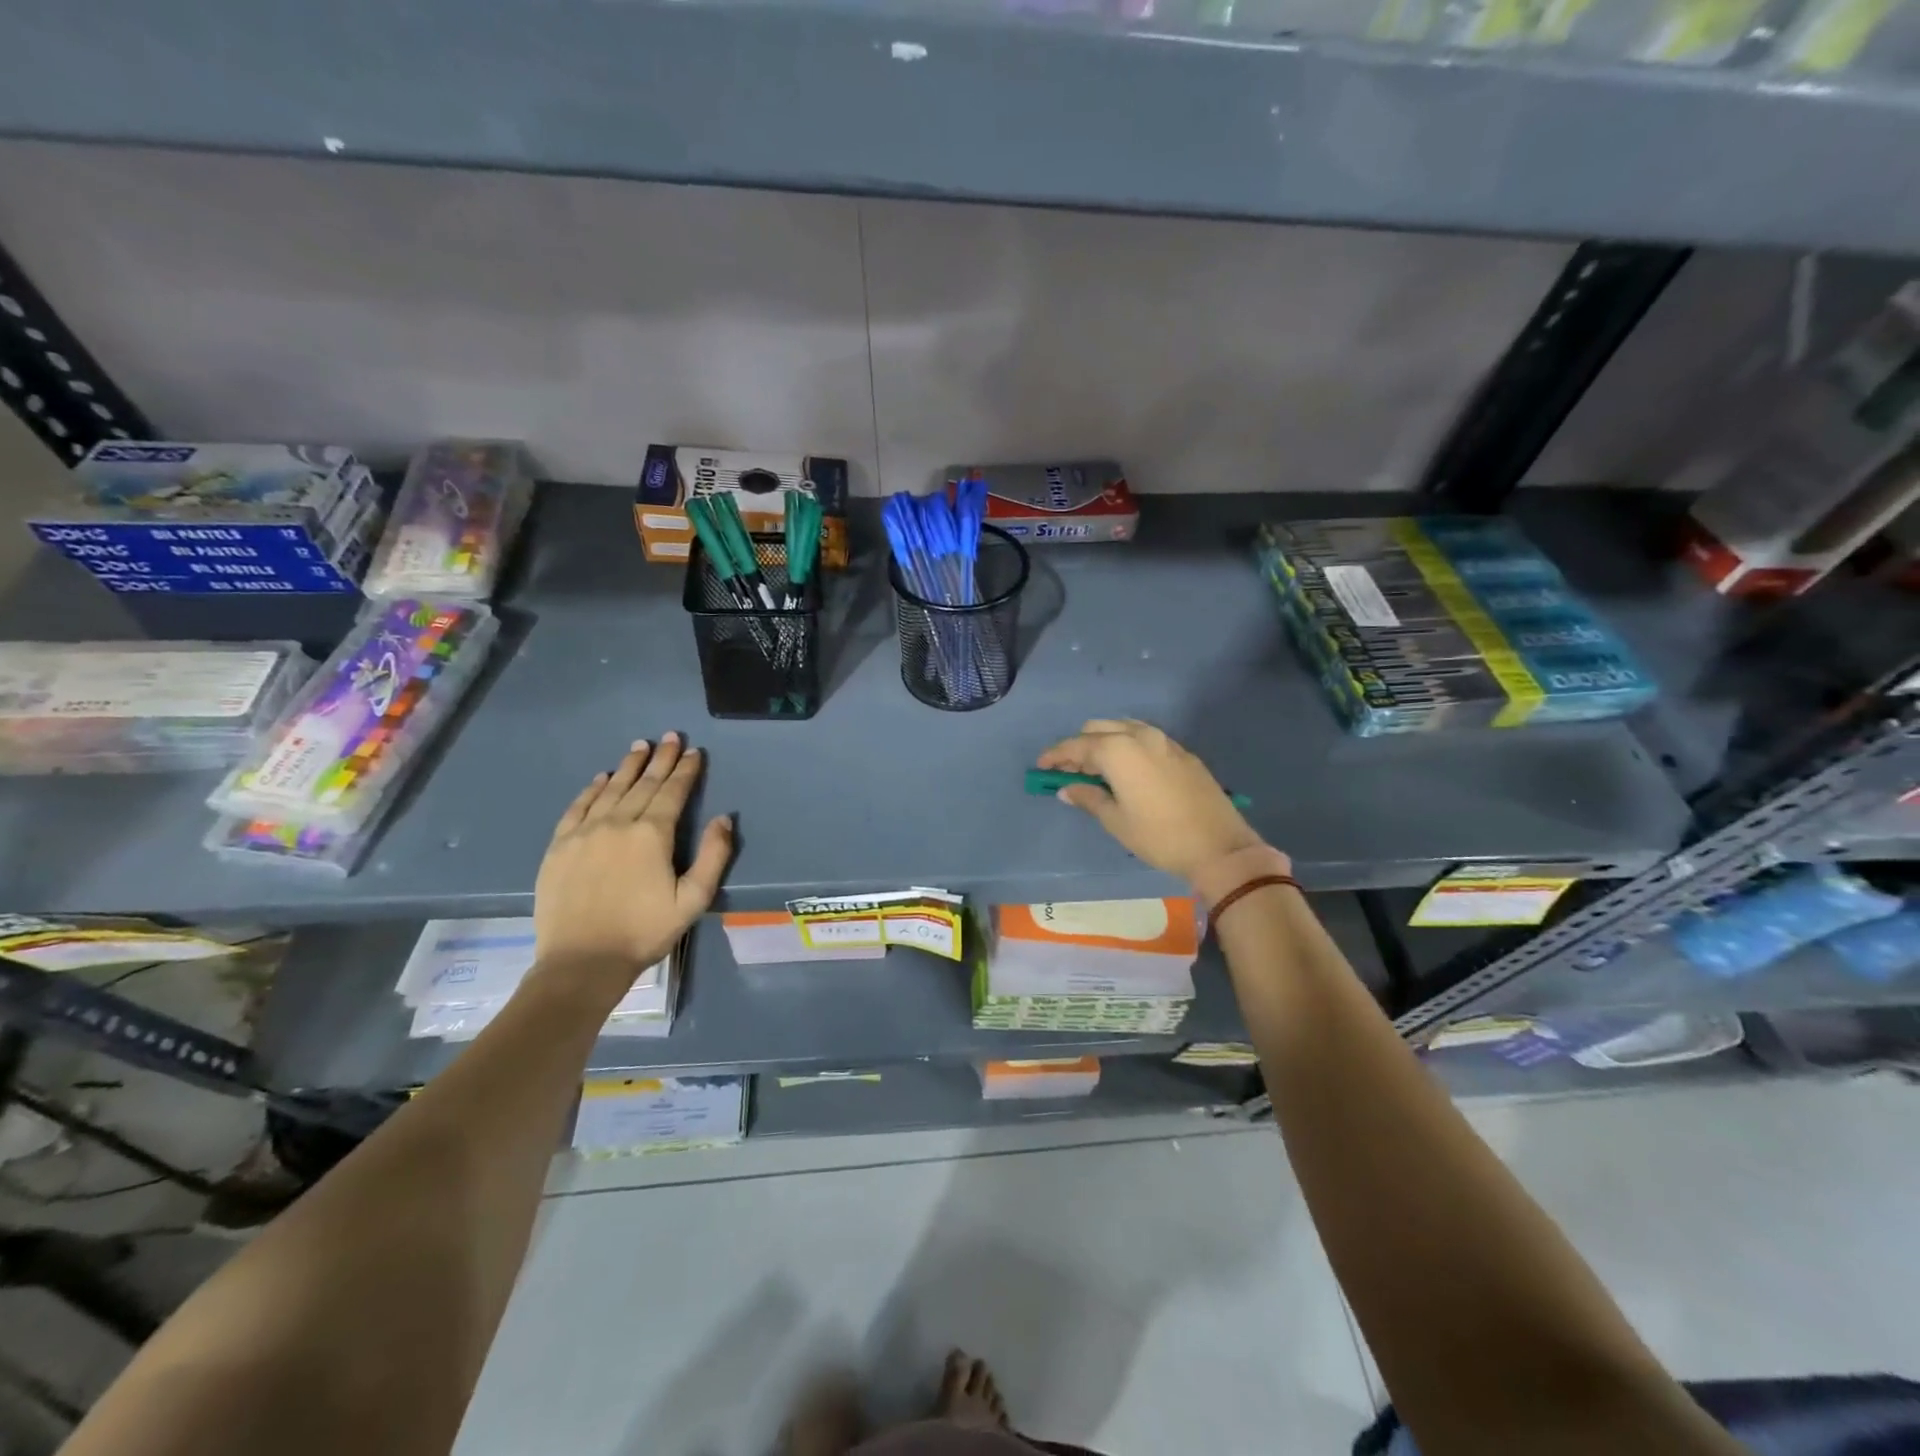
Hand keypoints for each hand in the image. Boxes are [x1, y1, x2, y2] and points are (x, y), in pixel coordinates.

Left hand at [533, 733, 732, 996]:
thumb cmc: (644, 932)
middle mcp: (617, 823)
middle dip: (660, 759)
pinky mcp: (559, 846)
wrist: (582, 962)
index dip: (686, 770)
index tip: (695, 752)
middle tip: (671, 737)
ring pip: (610, 789)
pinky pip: (578, 807)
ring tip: (640, 746)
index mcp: (652, 835)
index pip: (673, 792)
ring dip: (628, 766)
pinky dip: (592, 789)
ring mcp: (584, 832)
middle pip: (643, 784)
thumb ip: (714, 856)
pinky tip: (601, 778)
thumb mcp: (693, 900)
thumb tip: (724, 818)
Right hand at [1037, 719, 1266, 881]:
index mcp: (1118, 750)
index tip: (1041, 767)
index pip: (1077, 745)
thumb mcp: (1116, 821)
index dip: (1056, 755)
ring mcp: (1164, 741)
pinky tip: (1126, 770)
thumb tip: (1067, 789)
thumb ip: (1088, 798)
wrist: (1219, 846)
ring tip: (1096, 770)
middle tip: (1069, 771)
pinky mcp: (1182, 752)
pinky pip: (1144, 738)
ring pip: (1123, 728)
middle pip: (1098, 728)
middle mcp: (1140, 736)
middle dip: (1080, 745)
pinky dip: (1127, 746)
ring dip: (1104, 742)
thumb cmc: (1159, 836)